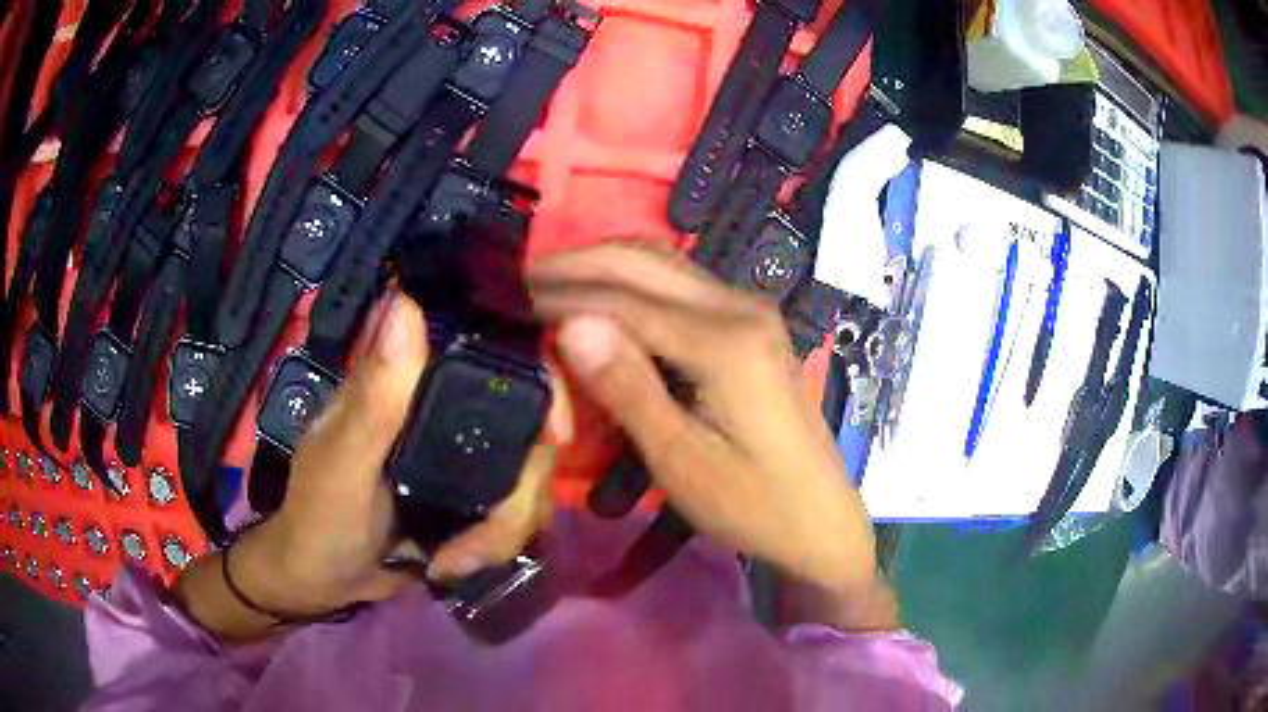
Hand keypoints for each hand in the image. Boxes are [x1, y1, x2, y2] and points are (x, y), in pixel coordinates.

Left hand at [173, 293, 569, 641]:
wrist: (325, 579)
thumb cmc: (320, 516)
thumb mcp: (343, 462)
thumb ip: (375, 396)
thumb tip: (406, 299)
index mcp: (412, 382)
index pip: (494, 353)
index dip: (541, 381)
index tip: (555, 435)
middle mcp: (446, 408)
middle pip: (531, 428)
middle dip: (521, 493)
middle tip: (483, 539)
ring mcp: (464, 455)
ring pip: (531, 477)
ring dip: (506, 530)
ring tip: (456, 561)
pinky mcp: (473, 496)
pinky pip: (519, 510)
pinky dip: (501, 542)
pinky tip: (460, 562)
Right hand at [530, 244, 895, 629]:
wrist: (820, 517)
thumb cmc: (751, 504)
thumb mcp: (682, 461)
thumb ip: (628, 386)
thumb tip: (571, 322)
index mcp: (725, 342)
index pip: (624, 300)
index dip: (563, 296)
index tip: (510, 298)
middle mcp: (741, 307)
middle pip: (644, 262)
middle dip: (578, 264)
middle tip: (521, 279)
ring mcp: (750, 310)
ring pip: (663, 264)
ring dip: (604, 266)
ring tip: (551, 283)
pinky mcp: (750, 324)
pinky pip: (680, 285)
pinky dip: (633, 283)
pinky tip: (602, 298)